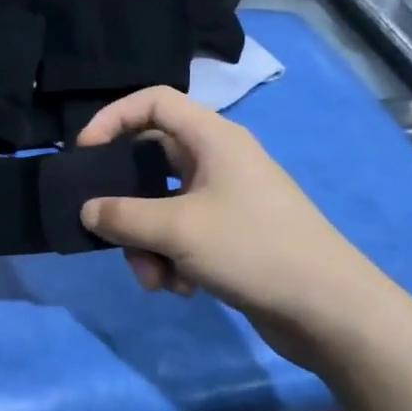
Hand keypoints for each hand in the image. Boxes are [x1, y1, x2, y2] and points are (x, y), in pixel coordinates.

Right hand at [76, 87, 397, 365]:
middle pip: (151, 162)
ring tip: (157, 281)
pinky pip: (182, 236)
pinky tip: (183, 289)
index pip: (154, 102)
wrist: (328, 308)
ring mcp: (226, 199)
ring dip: (147, 244)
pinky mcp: (231, 235)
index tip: (83, 153)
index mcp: (213, 139)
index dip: (113, 118)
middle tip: (109, 231)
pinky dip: (172, 259)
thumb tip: (88, 211)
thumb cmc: (253, 249)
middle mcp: (219, 161)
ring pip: (162, 208)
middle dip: (127, 205)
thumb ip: (122, 216)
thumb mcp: (176, 230)